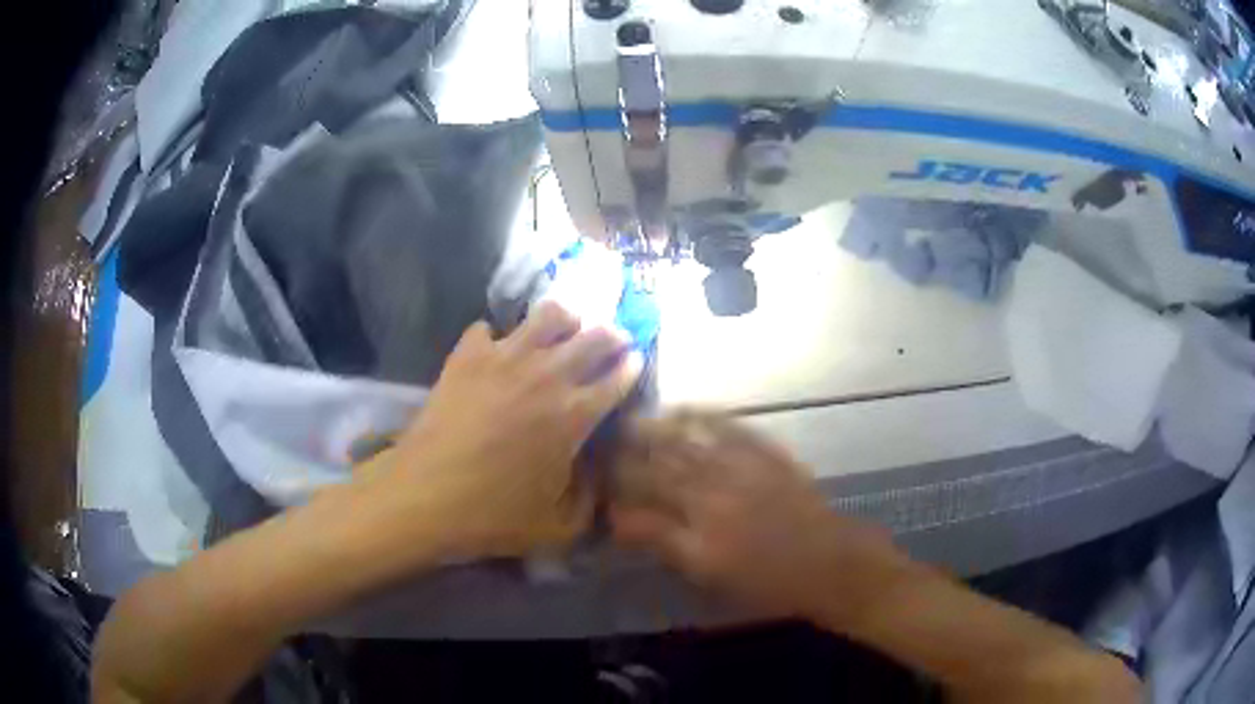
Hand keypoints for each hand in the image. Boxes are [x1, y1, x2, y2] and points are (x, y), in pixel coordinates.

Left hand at [345, 302, 638, 564]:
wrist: (425, 497)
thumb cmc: (494, 515)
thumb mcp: (559, 527)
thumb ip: (591, 499)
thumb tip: (598, 471)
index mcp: (574, 415)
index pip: (617, 377)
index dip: (631, 366)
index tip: (635, 361)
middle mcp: (546, 375)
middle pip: (593, 336)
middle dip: (610, 335)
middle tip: (611, 340)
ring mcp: (504, 357)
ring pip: (547, 315)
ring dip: (563, 321)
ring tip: (561, 332)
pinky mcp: (466, 355)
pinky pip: (487, 329)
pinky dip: (495, 338)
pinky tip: (494, 355)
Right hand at [610, 412, 905, 619]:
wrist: (830, 562)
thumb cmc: (770, 582)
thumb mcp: (711, 577)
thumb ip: (666, 546)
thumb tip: (624, 521)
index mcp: (697, 532)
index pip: (640, 505)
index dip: (614, 490)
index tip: (596, 479)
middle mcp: (714, 494)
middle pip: (659, 466)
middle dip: (626, 452)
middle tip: (604, 440)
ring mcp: (742, 469)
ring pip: (688, 441)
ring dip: (656, 427)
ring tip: (633, 417)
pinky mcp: (767, 454)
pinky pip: (730, 427)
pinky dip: (704, 415)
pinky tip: (687, 409)